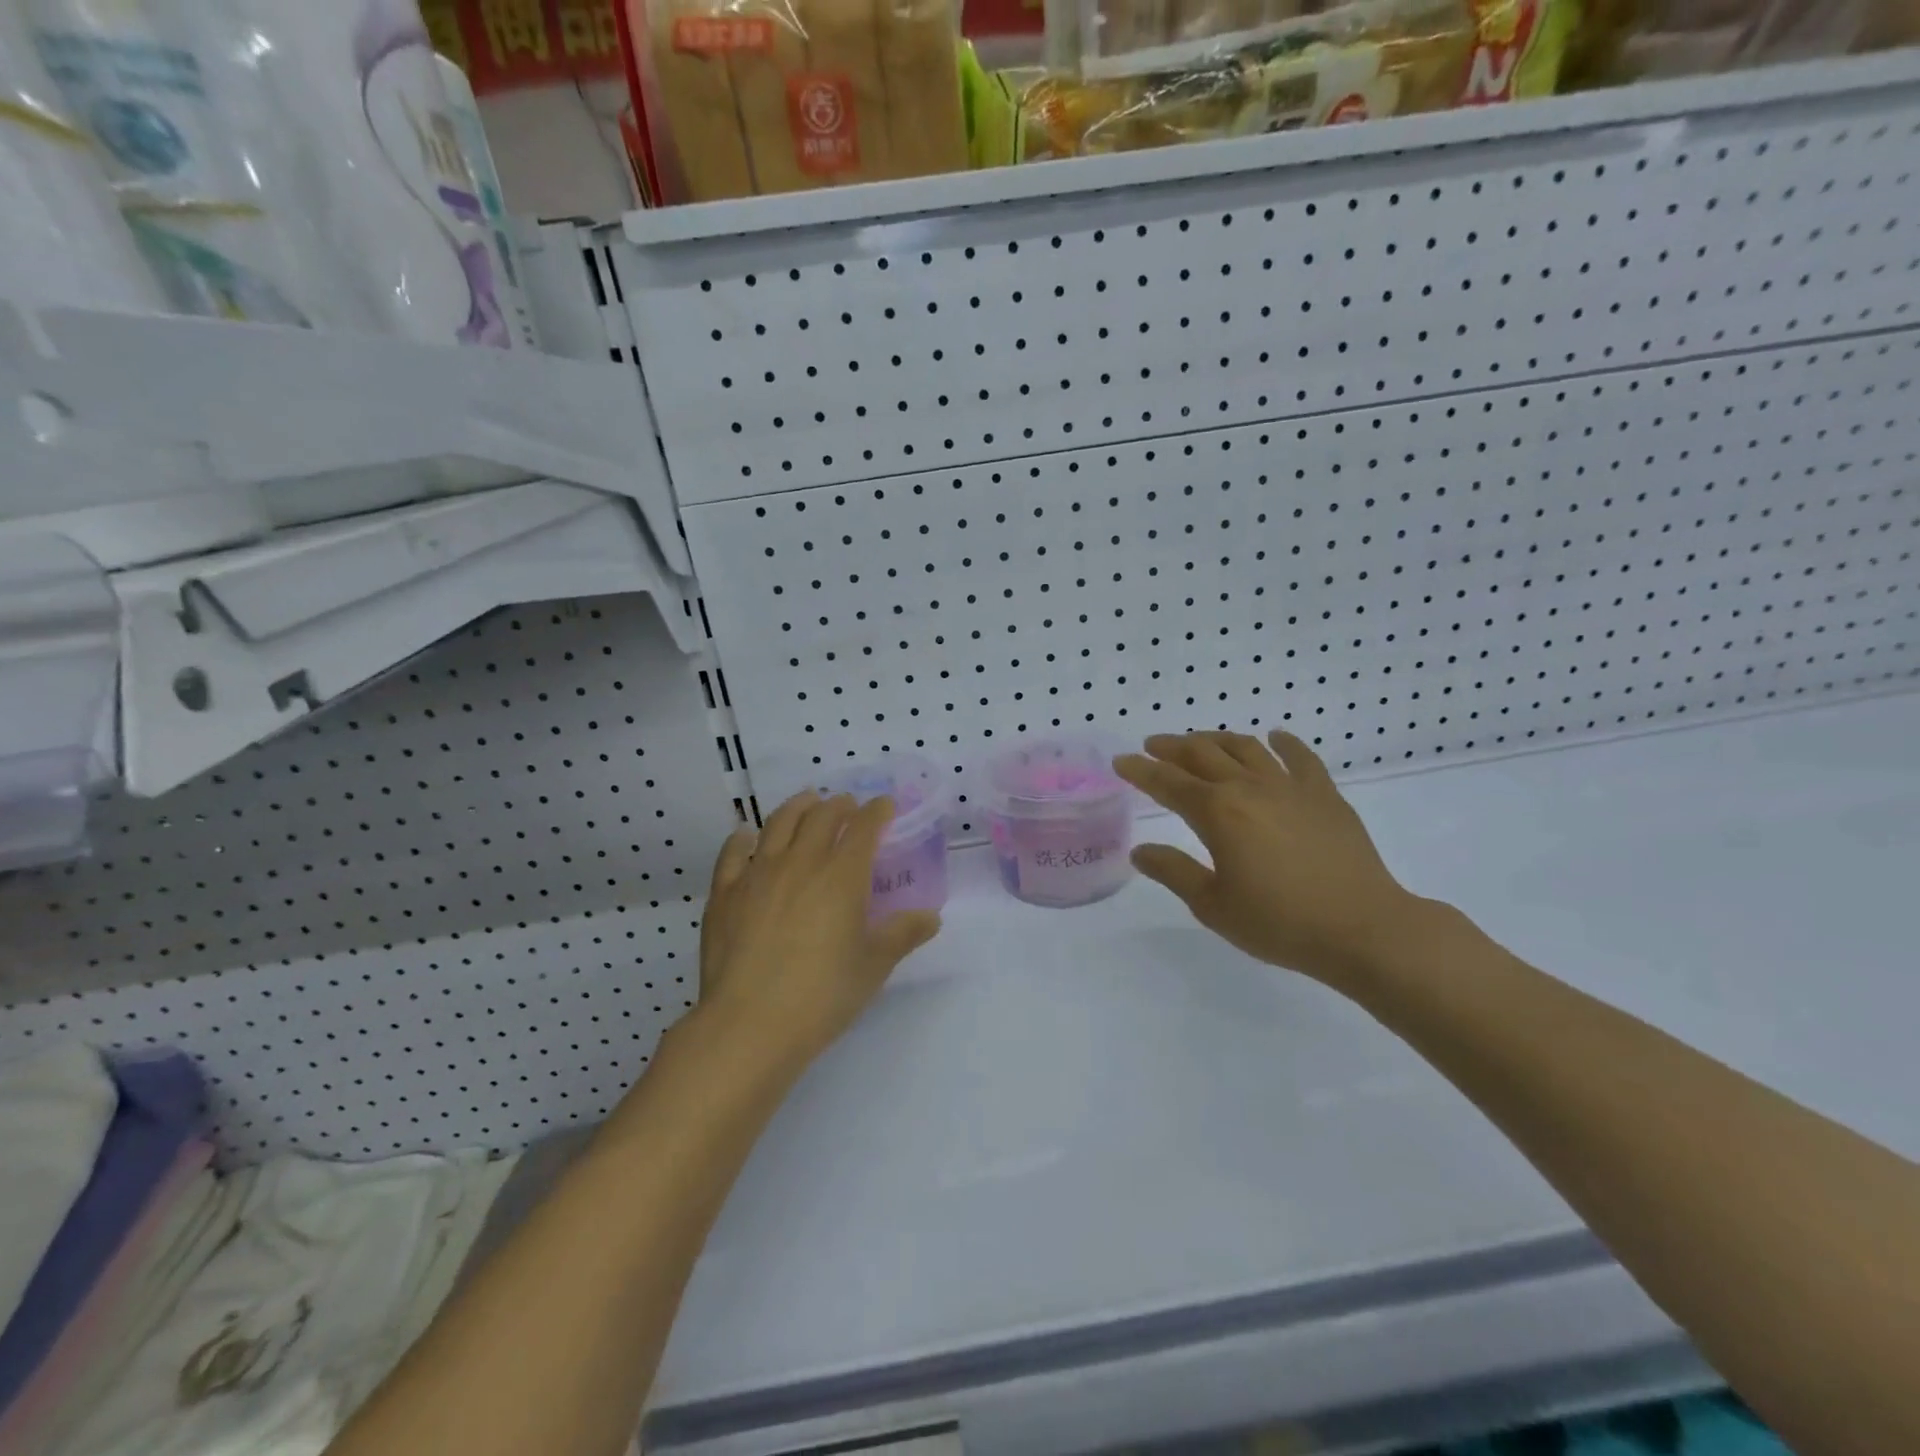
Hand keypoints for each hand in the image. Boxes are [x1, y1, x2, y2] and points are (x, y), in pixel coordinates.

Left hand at [695, 790, 940, 1068]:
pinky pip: (732, 853)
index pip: (864, 827)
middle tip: (848, 806)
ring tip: (806, 802)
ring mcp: (757, 874)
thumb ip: (903, 934)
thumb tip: (931, 917)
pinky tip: (745, 837)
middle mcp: (801, 862)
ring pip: (778, 823)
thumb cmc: (821, 995)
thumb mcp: (873, 966)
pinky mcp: (724, 893)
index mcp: (842, 875)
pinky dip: (742, 838)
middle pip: (821, 816)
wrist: (749, 1024)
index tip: (885, 806)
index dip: (877, 811)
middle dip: (839, 805)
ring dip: (797, 807)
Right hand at [1114, 731, 1426, 986]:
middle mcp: (1249, 788)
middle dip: (1172, 747)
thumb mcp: (1212, 905)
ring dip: (1216, 739)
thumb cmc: (1279, 923)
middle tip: (1153, 746)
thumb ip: (1174, 872)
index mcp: (1217, 812)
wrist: (1363, 929)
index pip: (1167, 783)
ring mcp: (1290, 787)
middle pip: (1202, 754)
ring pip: (1245, 748)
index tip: (1121, 762)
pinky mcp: (1325, 795)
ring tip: (1199, 741)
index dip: (1140, 771)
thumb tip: (1140, 851)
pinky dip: (1283, 743)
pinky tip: (1274, 737)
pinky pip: (1301, 757)